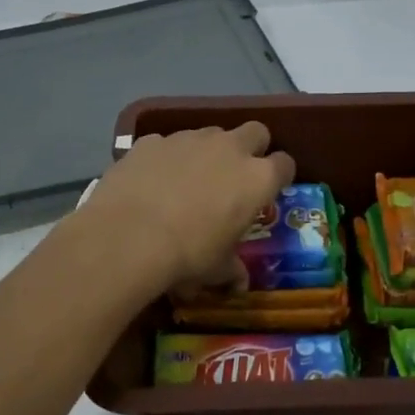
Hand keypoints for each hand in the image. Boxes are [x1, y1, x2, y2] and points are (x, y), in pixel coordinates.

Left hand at [75, 123, 294, 294]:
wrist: (129, 236)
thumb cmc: (188, 254)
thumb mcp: (216, 269)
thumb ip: (232, 269)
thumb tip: (239, 283)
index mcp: (257, 178)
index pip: (285, 164)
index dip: (279, 176)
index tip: (269, 190)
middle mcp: (229, 148)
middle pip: (255, 132)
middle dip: (251, 148)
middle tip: (235, 175)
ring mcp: (189, 138)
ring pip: (209, 134)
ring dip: (206, 152)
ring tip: (187, 181)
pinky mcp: (152, 140)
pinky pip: (166, 144)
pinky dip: (165, 158)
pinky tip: (151, 182)